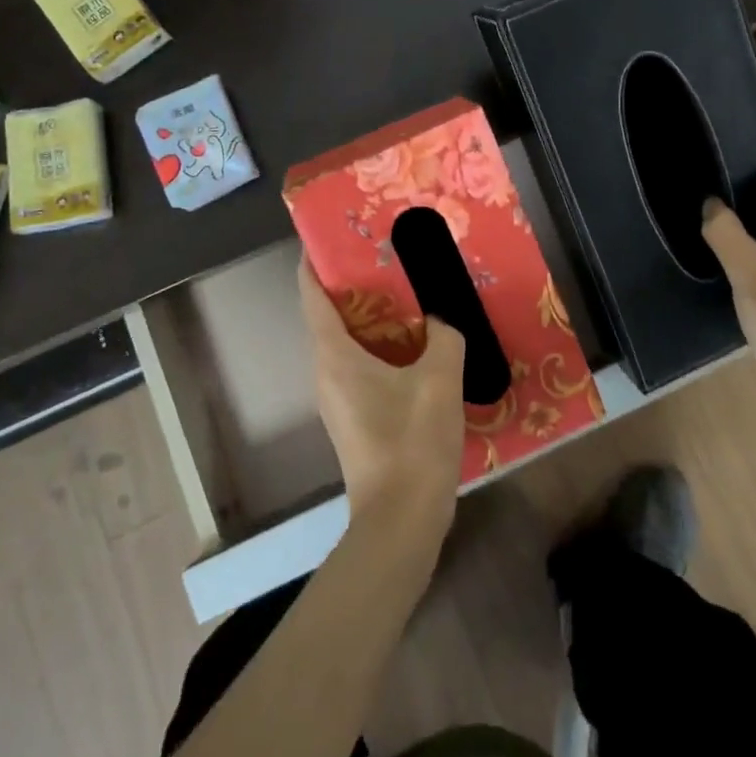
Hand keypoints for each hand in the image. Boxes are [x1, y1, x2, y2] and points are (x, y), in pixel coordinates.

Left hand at [298, 259, 464, 533]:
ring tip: (405, 294)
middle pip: (328, 316)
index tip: (328, 236)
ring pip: (346, 344)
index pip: (311, 296)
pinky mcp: (356, 419)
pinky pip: (360, 367)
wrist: (401, 521)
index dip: (313, 262)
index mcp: (334, 355)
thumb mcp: (439, 378)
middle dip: (351, 285)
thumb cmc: (412, 441)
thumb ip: (444, 336)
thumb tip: (441, 320)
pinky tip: (416, 345)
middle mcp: (326, 373)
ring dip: (370, 318)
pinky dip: (380, 347)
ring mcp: (338, 399)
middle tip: (385, 258)